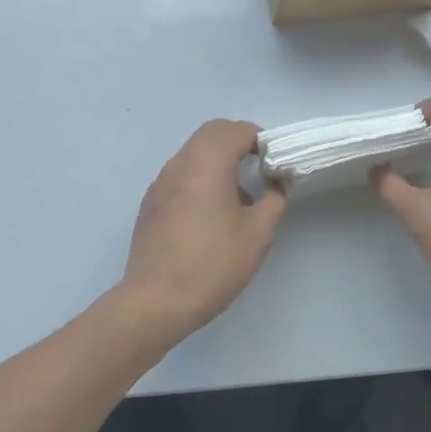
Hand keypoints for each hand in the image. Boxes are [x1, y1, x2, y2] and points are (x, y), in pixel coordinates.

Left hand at [119, 119, 287, 339]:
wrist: (156, 301)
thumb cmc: (213, 264)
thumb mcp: (258, 233)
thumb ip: (275, 198)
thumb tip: (279, 180)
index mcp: (207, 163)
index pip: (236, 130)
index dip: (260, 140)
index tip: (274, 164)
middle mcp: (180, 163)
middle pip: (211, 133)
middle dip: (238, 142)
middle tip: (259, 171)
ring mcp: (161, 182)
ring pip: (193, 152)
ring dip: (218, 160)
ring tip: (237, 197)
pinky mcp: (151, 202)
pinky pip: (180, 174)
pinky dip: (199, 177)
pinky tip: (209, 215)